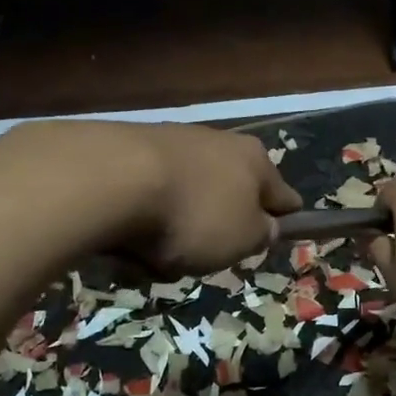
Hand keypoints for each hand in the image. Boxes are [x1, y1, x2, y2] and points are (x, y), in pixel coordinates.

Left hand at [118, 123, 302, 273]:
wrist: (112, 180)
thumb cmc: (194, 215)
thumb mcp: (243, 240)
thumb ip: (262, 234)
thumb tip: (266, 225)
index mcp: (256, 160)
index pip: (283, 195)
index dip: (282, 219)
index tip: (275, 237)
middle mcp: (220, 142)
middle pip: (229, 194)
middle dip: (217, 224)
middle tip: (202, 255)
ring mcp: (175, 140)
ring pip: (187, 195)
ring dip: (176, 222)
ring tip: (154, 253)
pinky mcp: (131, 147)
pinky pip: (148, 193)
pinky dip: (143, 215)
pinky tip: (126, 235)